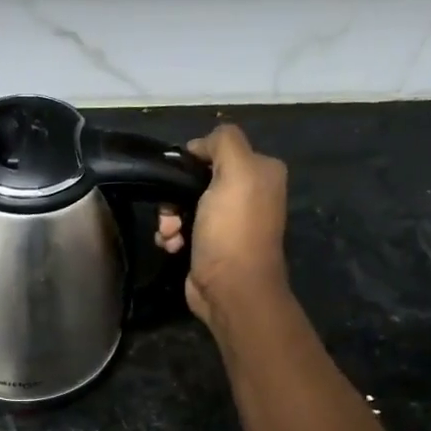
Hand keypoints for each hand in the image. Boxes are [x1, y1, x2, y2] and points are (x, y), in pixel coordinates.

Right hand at [156, 124, 289, 326]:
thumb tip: (199, 146)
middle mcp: (248, 193)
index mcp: (261, 171)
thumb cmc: (233, 229)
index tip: (178, 176)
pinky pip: (181, 227)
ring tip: (170, 234)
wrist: (231, 288)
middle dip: (175, 195)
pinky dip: (172, 235)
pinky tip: (172, 246)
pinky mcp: (210, 244)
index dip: (194, 159)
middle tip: (170, 213)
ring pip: (183, 204)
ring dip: (169, 218)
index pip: (218, 149)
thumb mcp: (236, 171)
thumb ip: (223, 142)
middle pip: (196, 178)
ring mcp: (228, 221)